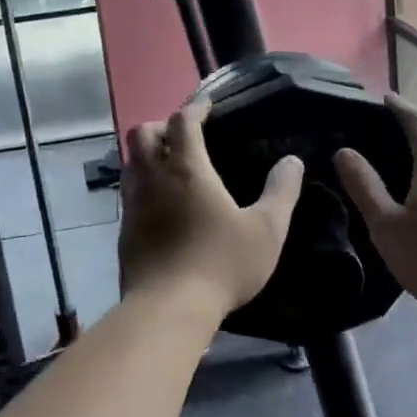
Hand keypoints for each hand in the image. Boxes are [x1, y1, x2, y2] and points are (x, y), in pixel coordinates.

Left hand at [119, 98, 304, 325]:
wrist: (168, 309)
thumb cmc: (221, 263)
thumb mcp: (267, 229)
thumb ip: (282, 192)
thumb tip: (293, 161)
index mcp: (187, 168)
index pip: (182, 121)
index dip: (195, 108)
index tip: (207, 107)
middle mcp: (153, 178)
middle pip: (142, 133)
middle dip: (162, 125)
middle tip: (184, 136)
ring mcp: (133, 204)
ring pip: (130, 162)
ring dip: (147, 154)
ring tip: (170, 165)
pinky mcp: (124, 230)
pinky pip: (128, 192)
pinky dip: (142, 184)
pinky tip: (160, 203)